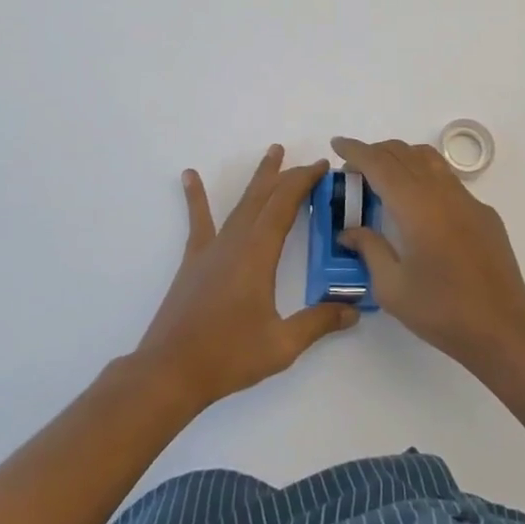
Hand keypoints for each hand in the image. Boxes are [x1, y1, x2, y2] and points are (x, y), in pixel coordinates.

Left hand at [135, 146, 358, 409]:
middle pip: (266, 197)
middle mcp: (235, 242)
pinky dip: (197, 196)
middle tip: (310, 162)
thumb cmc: (228, 356)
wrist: (169, 371)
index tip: (323, 166)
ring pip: (241, 203)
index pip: (285, 205)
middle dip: (289, 176)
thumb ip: (318, 323)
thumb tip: (354, 309)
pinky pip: (199, 221)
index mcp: (258, 254)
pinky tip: (190, 175)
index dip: (304, 182)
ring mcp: (212, 249)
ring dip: (259, 178)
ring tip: (273, 152)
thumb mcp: (282, 344)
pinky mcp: (194, 261)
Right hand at [329, 136, 524, 371]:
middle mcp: (442, 192)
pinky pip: (448, 180)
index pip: (380, 164)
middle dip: (376, 152)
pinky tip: (419, 205)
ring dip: (402, 158)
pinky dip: (424, 176)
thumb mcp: (392, 288)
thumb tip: (350, 231)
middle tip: (354, 169)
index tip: (337, 144)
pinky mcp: (483, 213)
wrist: (502, 327)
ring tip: (384, 177)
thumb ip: (369, 249)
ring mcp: (467, 199)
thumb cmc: (442, 310)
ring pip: (429, 159)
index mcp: (416, 206)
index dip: (356, 150)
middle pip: (404, 153)